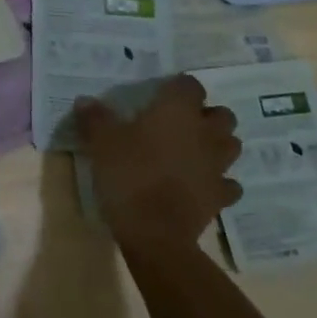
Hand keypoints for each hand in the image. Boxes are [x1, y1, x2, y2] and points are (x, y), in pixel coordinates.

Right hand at [78, 74, 241, 256]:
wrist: (155, 233)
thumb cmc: (129, 175)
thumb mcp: (101, 142)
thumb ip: (94, 118)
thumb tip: (84, 101)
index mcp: (177, 111)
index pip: (190, 84)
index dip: (177, 87)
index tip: (160, 95)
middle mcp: (205, 133)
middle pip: (222, 114)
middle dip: (207, 116)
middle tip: (181, 124)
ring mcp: (217, 166)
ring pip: (232, 146)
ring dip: (218, 145)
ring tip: (195, 151)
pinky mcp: (220, 197)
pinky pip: (229, 184)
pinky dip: (219, 182)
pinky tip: (201, 184)